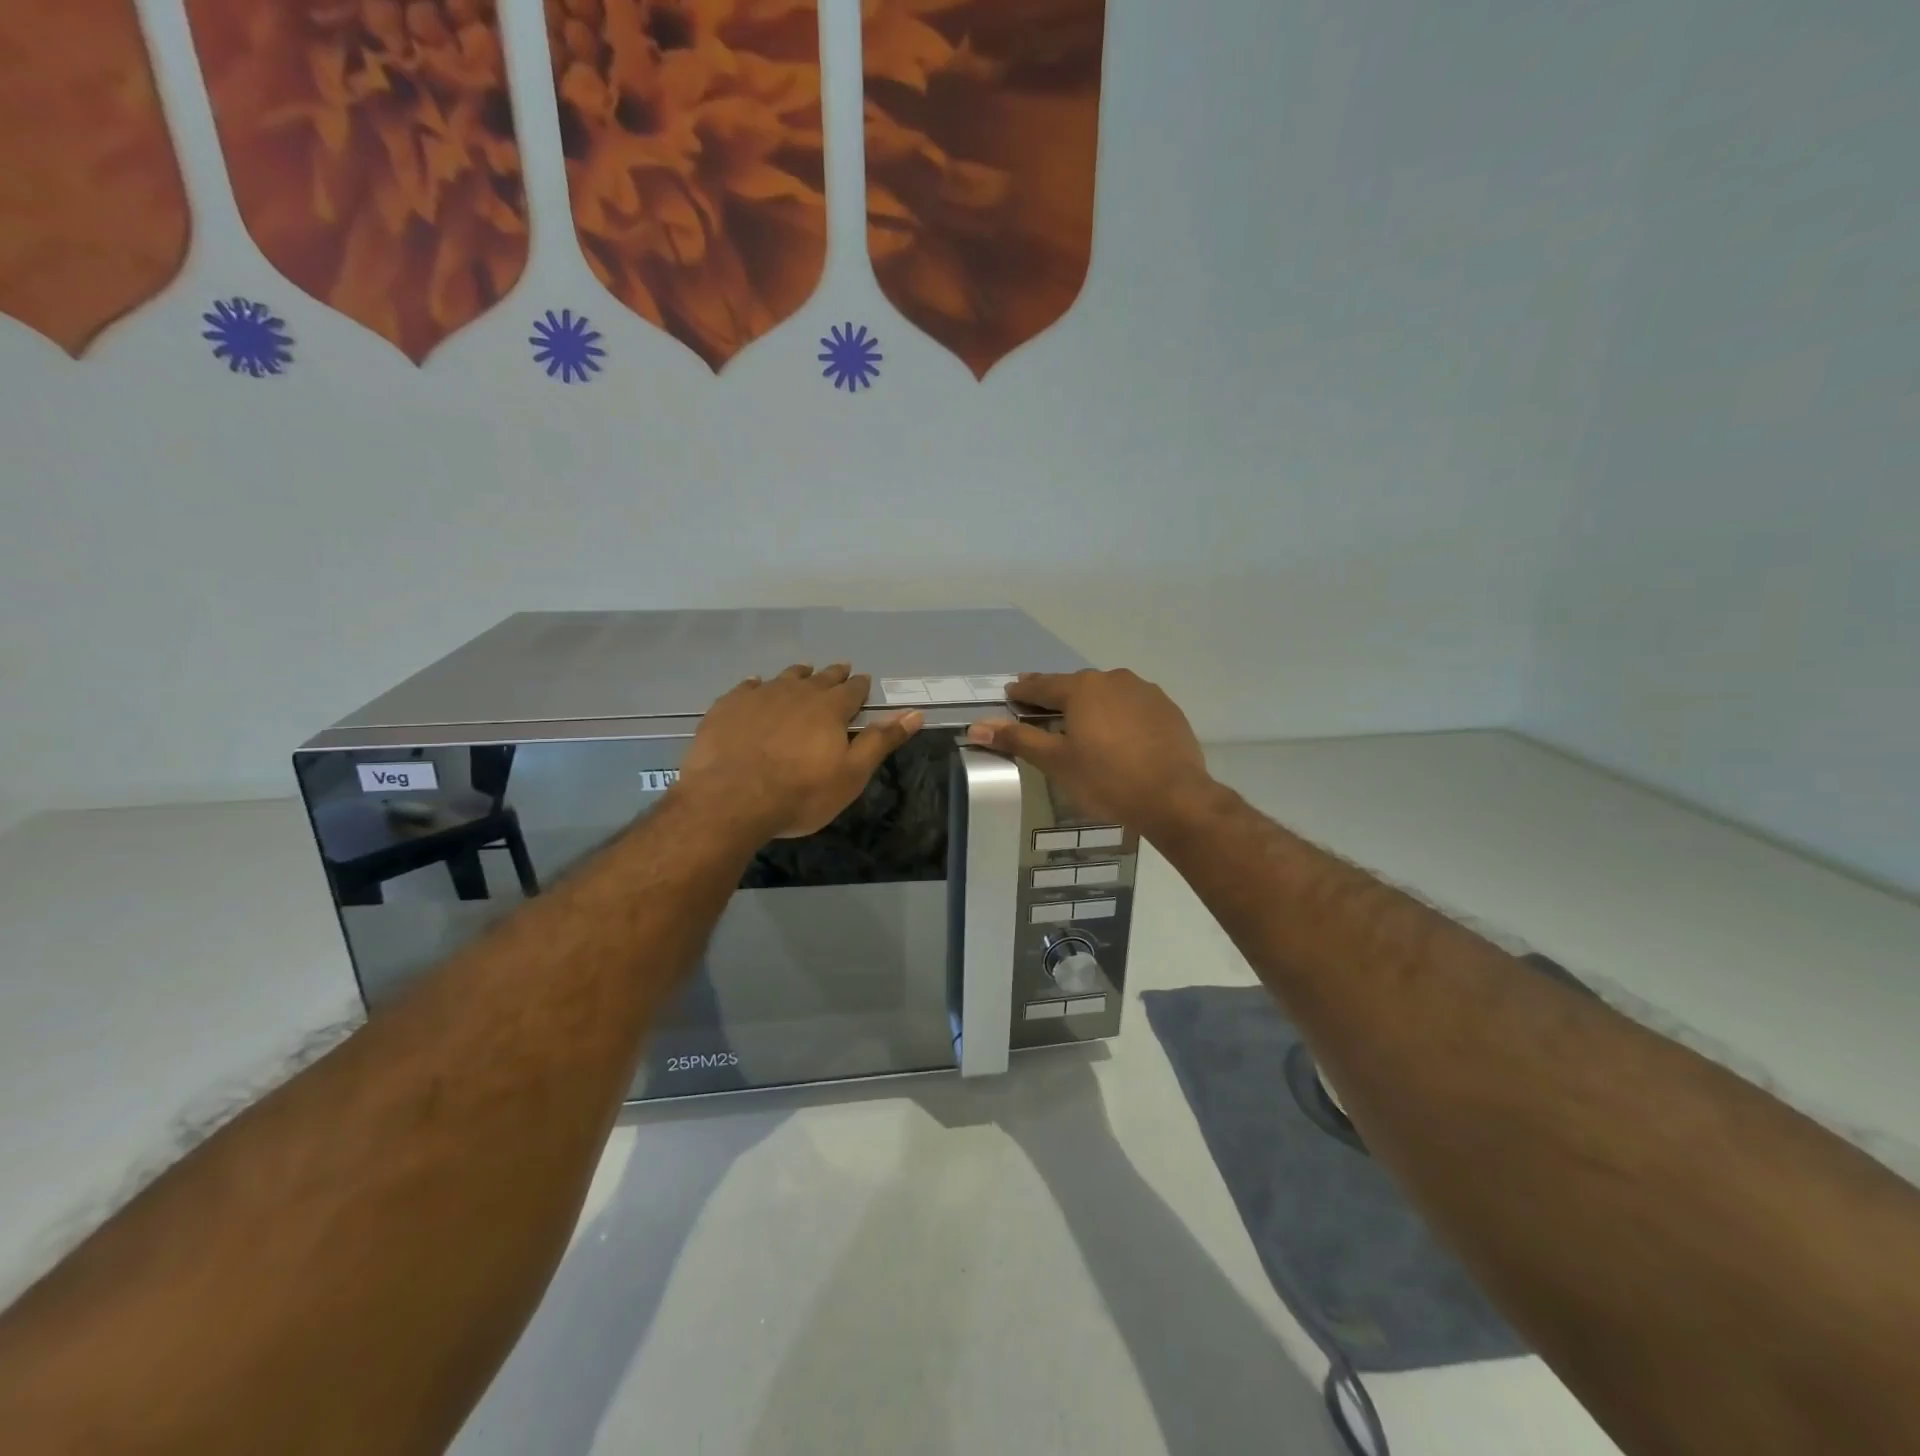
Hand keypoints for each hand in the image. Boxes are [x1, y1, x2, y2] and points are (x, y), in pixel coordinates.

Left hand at [676, 664, 922, 840]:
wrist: (731, 800)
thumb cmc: (800, 793)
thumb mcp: (851, 774)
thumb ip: (881, 741)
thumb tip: (915, 713)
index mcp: (830, 709)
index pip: (852, 690)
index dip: (860, 686)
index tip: (864, 681)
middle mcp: (797, 693)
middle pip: (820, 678)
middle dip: (833, 675)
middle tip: (840, 670)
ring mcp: (760, 696)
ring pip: (785, 677)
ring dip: (798, 675)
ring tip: (803, 673)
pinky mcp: (729, 706)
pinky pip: (747, 687)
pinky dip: (757, 685)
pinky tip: (755, 685)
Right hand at [965, 669, 1211, 835]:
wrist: (1175, 798)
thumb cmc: (1107, 780)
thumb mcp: (1056, 762)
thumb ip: (1017, 739)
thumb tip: (976, 726)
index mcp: (1082, 688)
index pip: (1041, 685)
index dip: (1023, 691)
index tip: (1010, 694)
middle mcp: (1113, 679)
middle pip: (1075, 686)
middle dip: (1056, 697)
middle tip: (1041, 710)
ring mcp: (1145, 691)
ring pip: (1106, 694)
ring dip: (1090, 705)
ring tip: (1081, 724)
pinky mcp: (1167, 709)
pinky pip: (1132, 706)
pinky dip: (1118, 715)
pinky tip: (1118, 736)